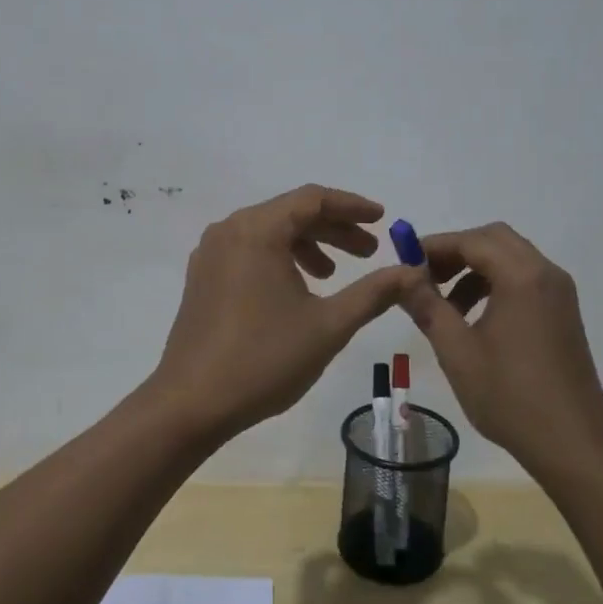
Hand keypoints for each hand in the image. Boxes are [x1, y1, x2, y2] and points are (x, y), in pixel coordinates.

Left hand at [148, 185, 422, 439]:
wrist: (190, 404)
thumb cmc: (263, 359)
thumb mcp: (328, 326)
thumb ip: (373, 293)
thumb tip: (412, 272)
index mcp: (257, 230)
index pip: (312, 199)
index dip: (352, 206)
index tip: (383, 220)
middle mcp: (230, 230)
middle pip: (290, 213)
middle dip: (334, 229)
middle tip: (370, 252)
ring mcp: (210, 253)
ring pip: (269, 232)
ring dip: (307, 245)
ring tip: (334, 274)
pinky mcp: (202, 277)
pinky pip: (249, 251)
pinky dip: (280, 258)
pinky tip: (298, 289)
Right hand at [399, 222, 602, 472]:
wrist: (573, 444)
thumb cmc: (510, 397)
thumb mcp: (457, 351)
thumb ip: (427, 306)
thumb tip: (403, 277)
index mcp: (522, 277)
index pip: (472, 240)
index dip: (435, 246)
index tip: (404, 262)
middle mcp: (546, 274)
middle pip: (494, 239)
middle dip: (456, 252)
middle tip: (426, 277)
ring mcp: (559, 293)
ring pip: (510, 258)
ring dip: (475, 269)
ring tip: (445, 305)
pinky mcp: (563, 313)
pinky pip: (524, 279)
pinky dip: (495, 284)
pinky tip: (474, 318)